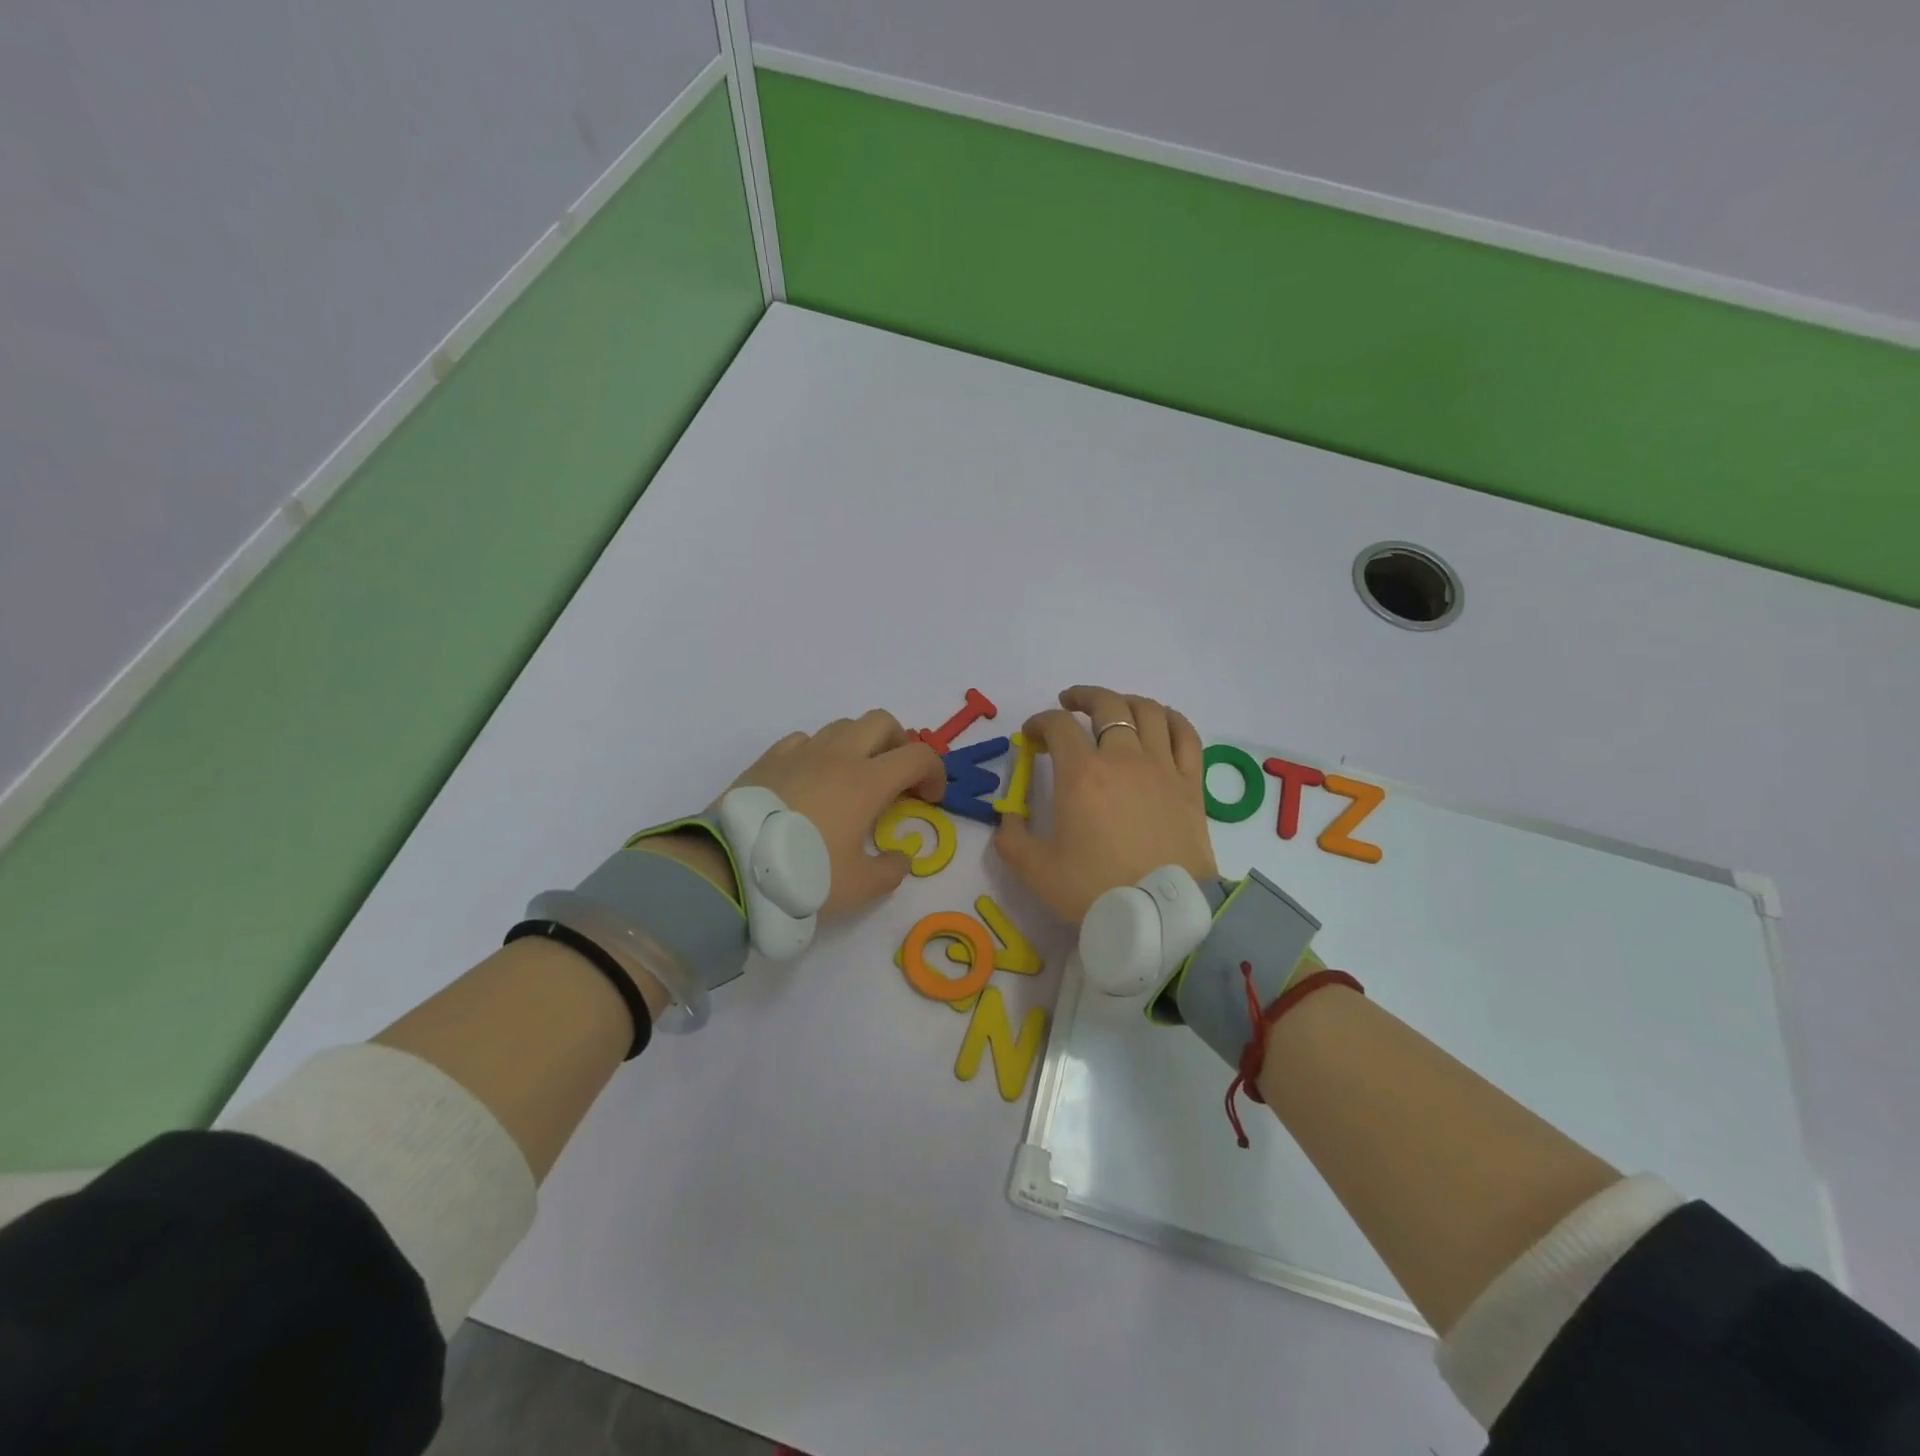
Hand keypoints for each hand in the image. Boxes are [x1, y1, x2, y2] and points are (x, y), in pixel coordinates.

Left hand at [726, 710, 945, 919]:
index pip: (918, 755)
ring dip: (859, 745)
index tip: (929, 798)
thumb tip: (899, 857)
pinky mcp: (768, 759)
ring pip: (841, 726)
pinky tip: (812, 782)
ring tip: (852, 780)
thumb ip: (891, 870)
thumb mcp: (860, 887)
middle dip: (898, 744)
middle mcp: (837, 755)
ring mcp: (800, 753)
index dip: (934, 772)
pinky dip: (819, 753)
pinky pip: (804, 740)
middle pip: (881, 722)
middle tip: (896, 777)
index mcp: (867, 781)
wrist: (730, 868)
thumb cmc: (803, 874)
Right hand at [994, 685, 1216, 923]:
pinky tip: (1159, 721)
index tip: (1031, 736)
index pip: (1058, 726)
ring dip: (1124, 701)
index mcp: (1082, 774)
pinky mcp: (1191, 783)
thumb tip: (1008, 818)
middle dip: (1081, 697)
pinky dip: (1170, 719)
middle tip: (1068, 703)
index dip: (1040, 722)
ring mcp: (1162, 767)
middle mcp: (1123, 758)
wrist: (1162, 915)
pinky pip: (1186, 735)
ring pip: (1147, 711)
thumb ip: (1012, 838)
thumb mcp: (1035, 870)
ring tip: (1113, 709)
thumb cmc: (1095, 889)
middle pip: (1105, 705)